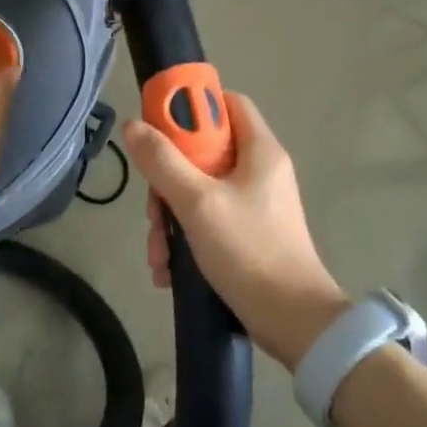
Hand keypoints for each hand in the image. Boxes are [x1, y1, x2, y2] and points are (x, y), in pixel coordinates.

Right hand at [124, 92, 348, 369]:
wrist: (292, 323)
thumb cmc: (248, 250)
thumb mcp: (197, 202)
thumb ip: (163, 162)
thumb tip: (133, 126)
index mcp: (259, 151)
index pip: (227, 103)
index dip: (192, 106)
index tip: (159, 126)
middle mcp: (259, 172)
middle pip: (202, 153)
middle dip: (167, 181)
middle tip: (153, 208)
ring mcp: (252, 206)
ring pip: (198, 192)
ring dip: (169, 220)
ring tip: (158, 254)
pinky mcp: (246, 236)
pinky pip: (206, 222)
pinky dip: (184, 241)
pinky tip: (168, 270)